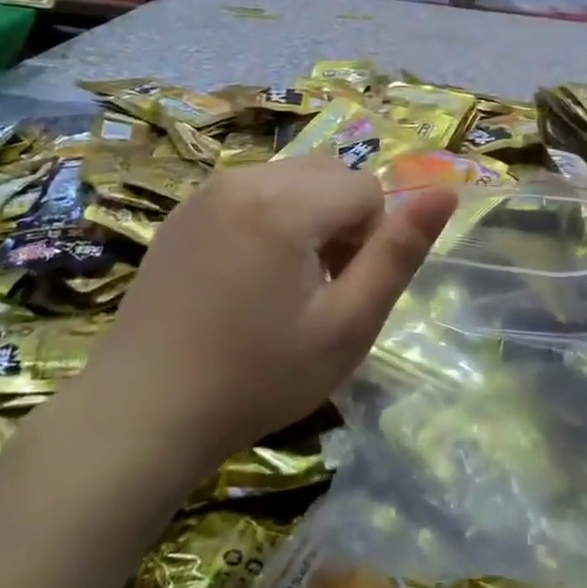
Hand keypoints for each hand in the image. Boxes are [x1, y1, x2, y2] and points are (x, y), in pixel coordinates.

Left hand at [76, 156, 455, 473]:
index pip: (366, 190)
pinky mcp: (184, 209)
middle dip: (340, 221)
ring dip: (307, 217)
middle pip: (330, 175)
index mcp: (284, 204)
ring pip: (293, 179)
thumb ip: (399, 254)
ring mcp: (207, 191)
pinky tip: (244, 276)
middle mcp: (244, 178)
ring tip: (282, 284)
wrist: (142, 413)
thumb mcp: (346, 327)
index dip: (368, 242)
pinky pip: (252, 190)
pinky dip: (269, 218)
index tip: (340, 292)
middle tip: (316, 289)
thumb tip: (444, 192)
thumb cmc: (256, 378)